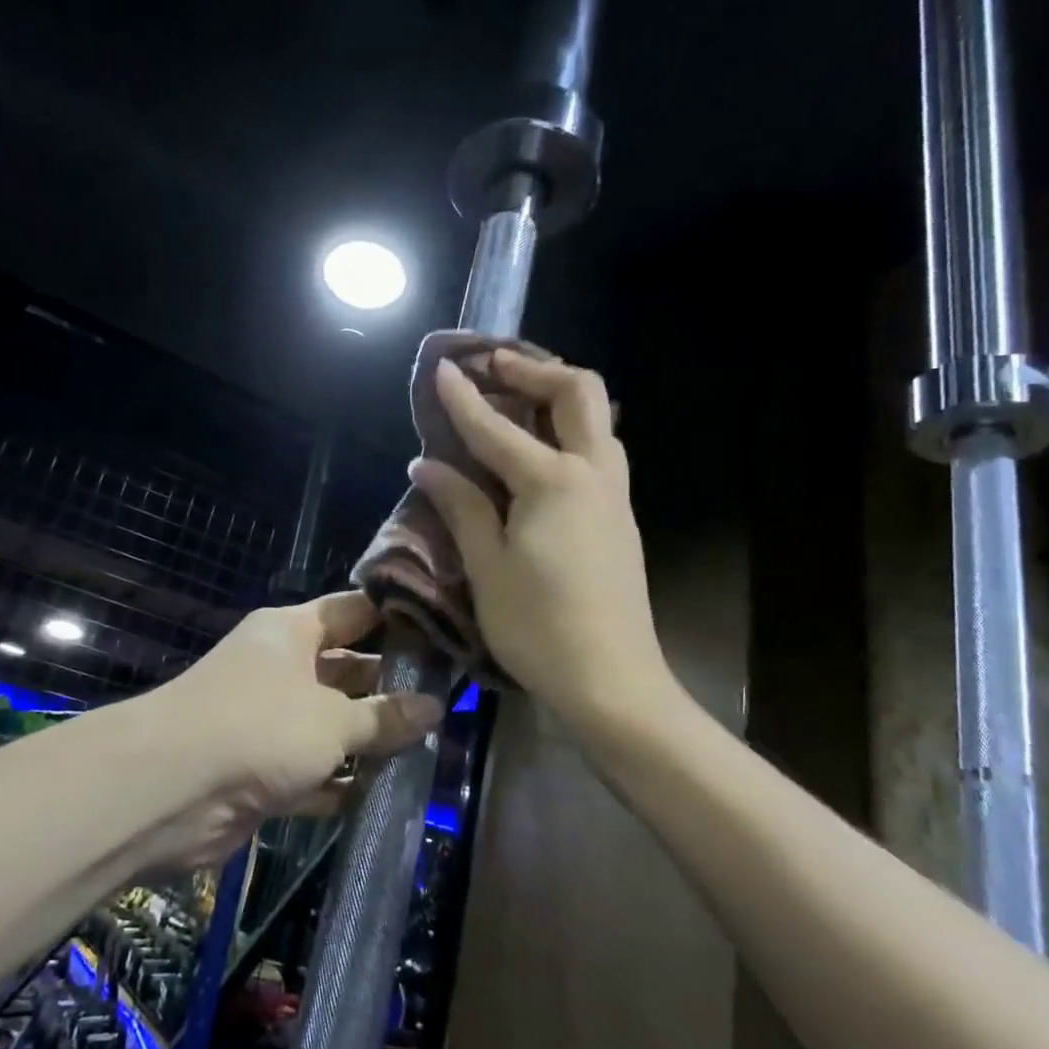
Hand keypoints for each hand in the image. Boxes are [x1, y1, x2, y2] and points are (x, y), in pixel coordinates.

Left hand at [149, 591, 442, 867]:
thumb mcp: (333, 719)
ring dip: (370, 741)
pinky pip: (314, 771)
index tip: (444, 635)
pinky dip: (342, 782)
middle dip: (391, 688)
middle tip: (449, 703)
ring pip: (332, 724)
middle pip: (346, 670)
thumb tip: (435, 708)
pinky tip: (386, 793)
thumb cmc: (260, 727)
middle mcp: (279, 669)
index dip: (396, 620)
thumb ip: (385, 716)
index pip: (353, 612)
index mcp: (291, 632)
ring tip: (429, 749)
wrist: (169, 790)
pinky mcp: (261, 770)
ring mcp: (268, 721)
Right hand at [410, 351, 668, 730]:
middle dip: (534, 370)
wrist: (613, 681)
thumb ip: (460, 506)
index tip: (440, 367)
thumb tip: (426, 464)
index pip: (496, 427)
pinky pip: (601, 451)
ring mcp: (615, 495)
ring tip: (518, 402)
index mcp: (553, 482)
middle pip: (578, 393)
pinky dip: (571, 431)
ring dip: (559, 397)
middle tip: (494, 366)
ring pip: (598, 420)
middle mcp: (593, 473)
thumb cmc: (538, 627)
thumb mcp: (487, 567)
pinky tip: (542, 454)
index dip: (463, 397)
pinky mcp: (622, 518)